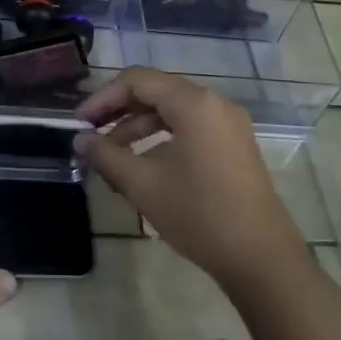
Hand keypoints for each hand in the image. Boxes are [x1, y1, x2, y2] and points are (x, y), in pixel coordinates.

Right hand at [73, 69, 340, 339]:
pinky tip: (142, 167)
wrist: (262, 259)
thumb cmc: (199, 214)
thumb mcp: (143, 184)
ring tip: (110, 158)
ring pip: (171, 112)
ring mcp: (228, 124)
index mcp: (194, 103)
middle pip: (155, 91)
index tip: (78, 123)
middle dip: (118, 111)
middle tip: (90, 136)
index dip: (102, 97)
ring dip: (137, 128)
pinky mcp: (234, 146)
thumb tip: (79, 140)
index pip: (137, 80)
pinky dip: (161, 139)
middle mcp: (214, 103)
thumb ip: (106, 156)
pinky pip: (189, 128)